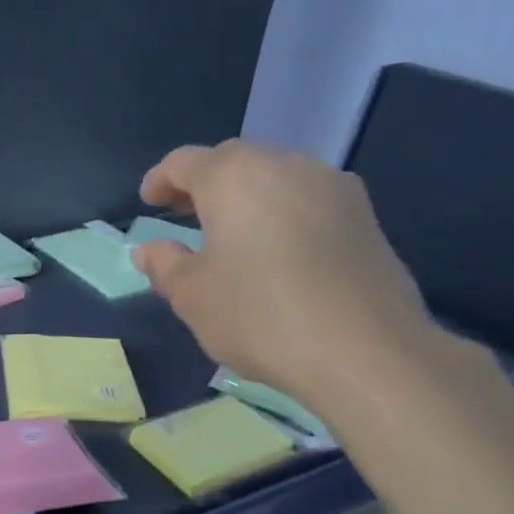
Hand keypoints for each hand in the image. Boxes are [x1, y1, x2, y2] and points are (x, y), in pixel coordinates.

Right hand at [132, 142, 437, 413]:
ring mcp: (333, 187)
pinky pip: (308, 201)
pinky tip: (278, 252)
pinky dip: (282, 214)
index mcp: (234, 177)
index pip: (185, 162)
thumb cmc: (260, 316)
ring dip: (247, 198)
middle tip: (184, 215)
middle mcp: (286, 166)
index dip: (160, 180)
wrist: (365, 351)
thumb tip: (150, 250)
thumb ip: (165, 265)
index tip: (148, 201)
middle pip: (234, 162)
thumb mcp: (193, 297)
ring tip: (231, 234)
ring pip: (276, 178)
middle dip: (204, 184)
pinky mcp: (365, 216)